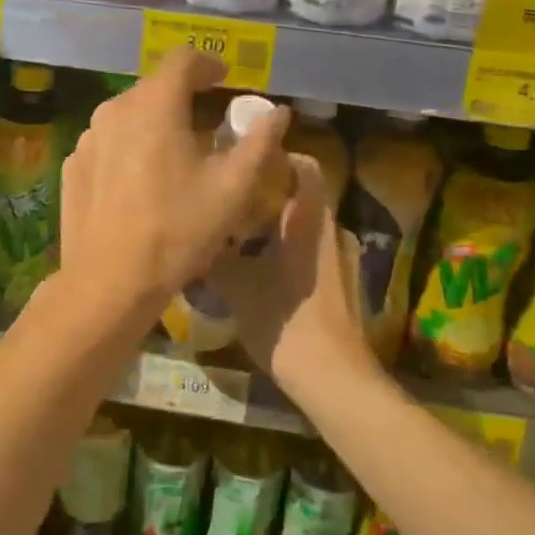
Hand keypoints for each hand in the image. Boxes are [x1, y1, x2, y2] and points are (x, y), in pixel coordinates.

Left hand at [58, 49, 290, 328]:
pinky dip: (128, 148)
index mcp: (155, 105)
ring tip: (174, 156)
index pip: (183, 59)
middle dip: (184, 97)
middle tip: (207, 126)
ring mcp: (87, 138)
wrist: (108, 283)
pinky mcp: (72, 165)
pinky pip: (108, 143)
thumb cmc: (177, 231)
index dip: (208, 64)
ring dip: (155, 123)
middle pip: (155, 87)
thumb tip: (278, 112)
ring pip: (128, 115)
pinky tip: (140, 183)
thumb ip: (259, 142)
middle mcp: (115, 109)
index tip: (224, 80)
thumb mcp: (233, 189)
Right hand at [213, 154, 381, 400]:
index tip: (242, 161)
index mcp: (310, 218)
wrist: (334, 378)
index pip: (304, 164)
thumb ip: (214, 256)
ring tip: (236, 238)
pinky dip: (285, 251)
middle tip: (228, 202)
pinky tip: (258, 272)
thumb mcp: (237, 286)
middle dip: (264, 194)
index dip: (276, 156)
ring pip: (303, 226)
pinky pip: (310, 251)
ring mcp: (340, 257)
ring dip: (273, 227)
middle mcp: (331, 229)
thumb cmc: (285, 320)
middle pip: (300, 195)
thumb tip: (193, 237)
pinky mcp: (341, 283)